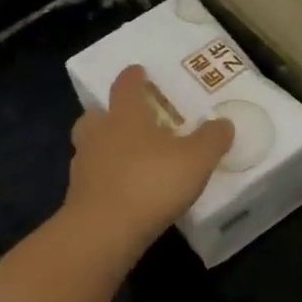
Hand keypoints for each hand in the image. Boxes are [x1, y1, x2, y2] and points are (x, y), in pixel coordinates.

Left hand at [65, 65, 233, 255]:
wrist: (104, 231)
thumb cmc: (151, 183)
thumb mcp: (196, 160)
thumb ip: (212, 139)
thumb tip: (224, 123)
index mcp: (125, 116)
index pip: (126, 86)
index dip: (133, 77)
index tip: (138, 71)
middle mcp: (99, 134)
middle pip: (96, 115)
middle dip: (108, 114)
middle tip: (127, 119)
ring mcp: (83, 165)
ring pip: (89, 146)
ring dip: (104, 147)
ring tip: (127, 158)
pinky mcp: (78, 196)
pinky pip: (91, 177)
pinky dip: (104, 178)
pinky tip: (122, 191)